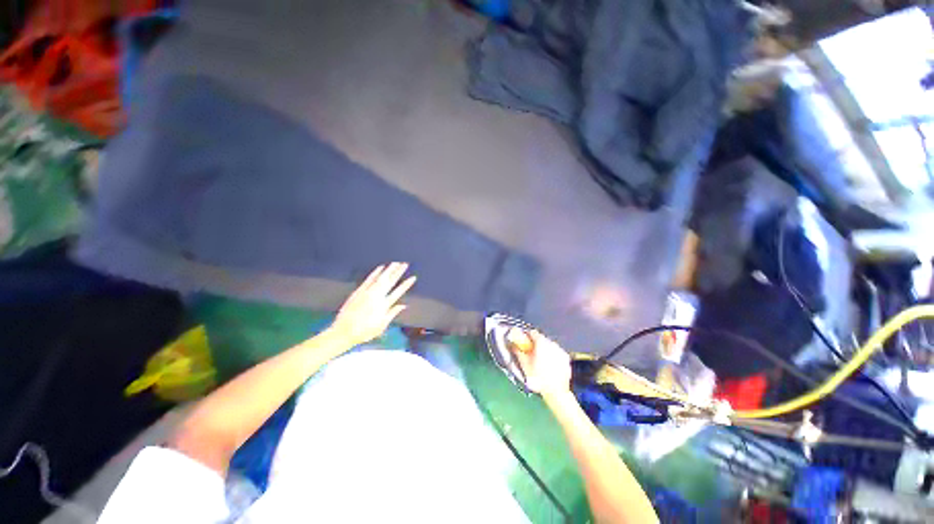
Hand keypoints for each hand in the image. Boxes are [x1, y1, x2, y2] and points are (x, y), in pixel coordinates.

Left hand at [329, 262, 416, 346]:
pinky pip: (369, 279)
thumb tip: (403, 305)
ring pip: (380, 278)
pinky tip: (380, 268)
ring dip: (389, 270)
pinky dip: (375, 273)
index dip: (406, 284)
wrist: (343, 331)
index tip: (413, 278)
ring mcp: (367, 292)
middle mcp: (377, 296)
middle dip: (398, 272)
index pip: (398, 292)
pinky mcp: (359, 291)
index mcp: (384, 305)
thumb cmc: (364, 331)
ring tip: (395, 263)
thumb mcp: (382, 326)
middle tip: (405, 264)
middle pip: (390, 282)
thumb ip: (392, 313)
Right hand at [509, 329, 571, 396]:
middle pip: (541, 339)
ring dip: (544, 350)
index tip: (524, 344)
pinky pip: (556, 353)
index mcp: (541, 342)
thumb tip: (513, 343)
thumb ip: (517, 350)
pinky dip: (552, 356)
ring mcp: (560, 350)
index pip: (532, 332)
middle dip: (536, 345)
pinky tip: (549, 367)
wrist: (556, 392)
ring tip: (540, 362)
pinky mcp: (566, 359)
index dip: (526, 337)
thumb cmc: (537, 377)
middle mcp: (552, 343)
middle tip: (531, 355)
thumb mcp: (524, 364)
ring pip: (549, 346)